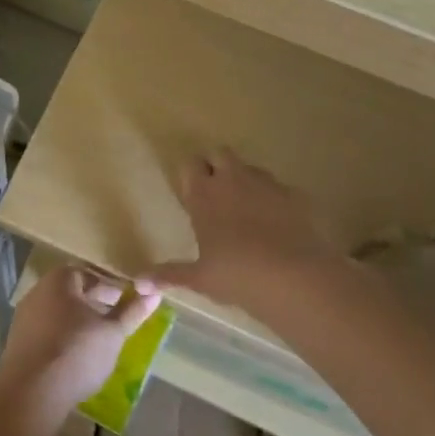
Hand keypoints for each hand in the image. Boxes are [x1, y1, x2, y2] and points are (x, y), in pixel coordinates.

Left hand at [0, 266, 161, 435]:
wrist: (31, 393)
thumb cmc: (77, 352)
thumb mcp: (113, 333)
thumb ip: (132, 311)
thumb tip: (154, 293)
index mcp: (59, 280)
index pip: (88, 274)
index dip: (109, 288)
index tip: (125, 303)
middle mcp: (37, 292)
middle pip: (71, 293)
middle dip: (94, 305)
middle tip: (115, 323)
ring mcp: (24, 317)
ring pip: (58, 313)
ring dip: (78, 323)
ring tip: (99, 342)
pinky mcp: (18, 342)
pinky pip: (46, 332)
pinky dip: (62, 338)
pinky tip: (75, 357)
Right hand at [147, 149, 342, 307]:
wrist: (294, 278)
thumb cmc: (236, 275)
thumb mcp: (199, 278)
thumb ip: (169, 274)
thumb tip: (138, 282)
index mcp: (204, 194)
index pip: (190, 164)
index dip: (191, 174)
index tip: (192, 193)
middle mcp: (233, 180)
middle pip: (220, 153)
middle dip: (216, 166)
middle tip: (215, 194)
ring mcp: (267, 184)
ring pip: (250, 168)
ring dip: (245, 180)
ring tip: (246, 210)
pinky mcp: (295, 195)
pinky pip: (279, 188)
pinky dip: (274, 199)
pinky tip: (277, 224)